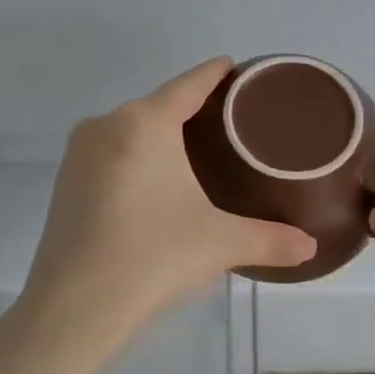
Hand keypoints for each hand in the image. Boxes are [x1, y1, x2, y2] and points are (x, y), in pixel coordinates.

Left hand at [16, 59, 317, 352]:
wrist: (73, 307)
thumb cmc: (154, 257)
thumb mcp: (221, 244)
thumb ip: (270, 240)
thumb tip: (310, 246)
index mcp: (145, 123)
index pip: (189, 85)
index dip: (214, 74)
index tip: (233, 66)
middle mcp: (107, 125)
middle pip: (158, 105)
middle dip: (190, 109)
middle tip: (228, 122)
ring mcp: (78, 154)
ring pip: (130, 130)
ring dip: (160, 134)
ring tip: (196, 150)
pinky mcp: (64, 183)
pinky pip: (110, 154)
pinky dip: (135, 157)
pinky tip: (154, 181)